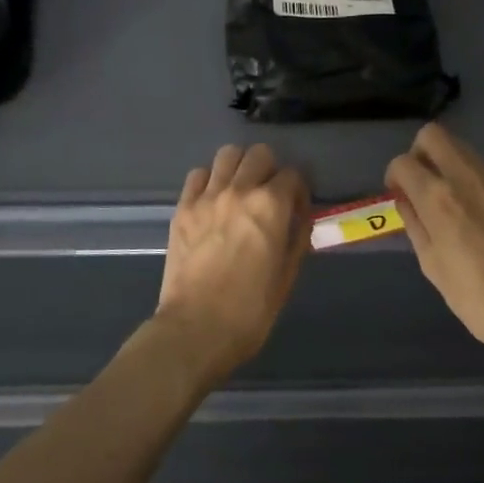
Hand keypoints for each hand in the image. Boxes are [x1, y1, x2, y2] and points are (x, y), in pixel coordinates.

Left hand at [154, 143, 309, 384]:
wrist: (196, 329)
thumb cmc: (250, 310)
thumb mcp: (287, 276)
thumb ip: (297, 237)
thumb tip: (300, 217)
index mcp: (270, 206)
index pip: (292, 174)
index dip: (298, 189)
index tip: (296, 207)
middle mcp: (239, 190)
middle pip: (259, 154)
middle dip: (270, 169)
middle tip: (269, 194)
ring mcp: (206, 196)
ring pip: (227, 154)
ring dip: (240, 166)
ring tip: (240, 189)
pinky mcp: (183, 208)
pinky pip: (198, 174)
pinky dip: (210, 179)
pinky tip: (213, 200)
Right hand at [386, 124, 483, 366]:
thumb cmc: (477, 298)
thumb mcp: (432, 264)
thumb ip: (415, 224)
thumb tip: (405, 199)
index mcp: (438, 198)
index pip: (403, 162)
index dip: (395, 176)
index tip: (399, 194)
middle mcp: (466, 176)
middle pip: (433, 135)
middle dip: (420, 153)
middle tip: (423, 184)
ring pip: (463, 151)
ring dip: (450, 167)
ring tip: (455, 206)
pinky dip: (477, 185)